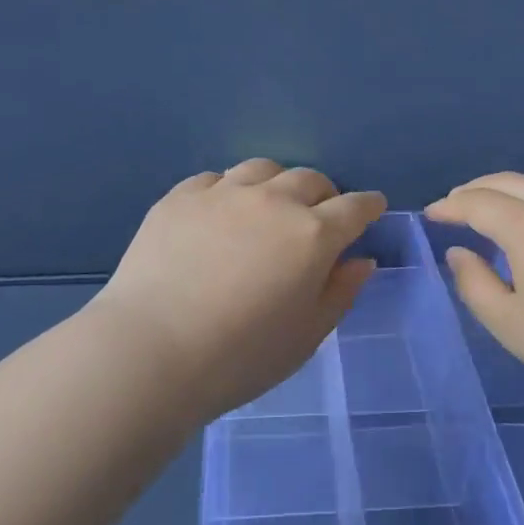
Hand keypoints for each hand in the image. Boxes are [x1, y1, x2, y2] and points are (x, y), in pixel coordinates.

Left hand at [89, 159, 386, 422]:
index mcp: (313, 235)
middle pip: (310, 180)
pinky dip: (229, 190)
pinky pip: (215, 179)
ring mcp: (223, 194)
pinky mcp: (180, 198)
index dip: (368, 206)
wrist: (151, 352)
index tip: (372, 208)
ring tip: (269, 206)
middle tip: (319, 216)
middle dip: (324, 194)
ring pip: (263, 169)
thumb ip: (341, 292)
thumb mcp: (307, 335)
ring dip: (277, 184)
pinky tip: (220, 214)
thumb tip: (361, 260)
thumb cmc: (241, 356)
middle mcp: (273, 202)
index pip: (355, 207)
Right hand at [425, 172, 523, 409]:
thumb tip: (459, 252)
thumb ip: (474, 284)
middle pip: (507, 182)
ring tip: (485, 212)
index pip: (477, 203)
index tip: (430, 214)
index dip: (450, 206)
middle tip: (453, 204)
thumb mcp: (509, 322)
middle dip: (475, 189)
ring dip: (504, 193)